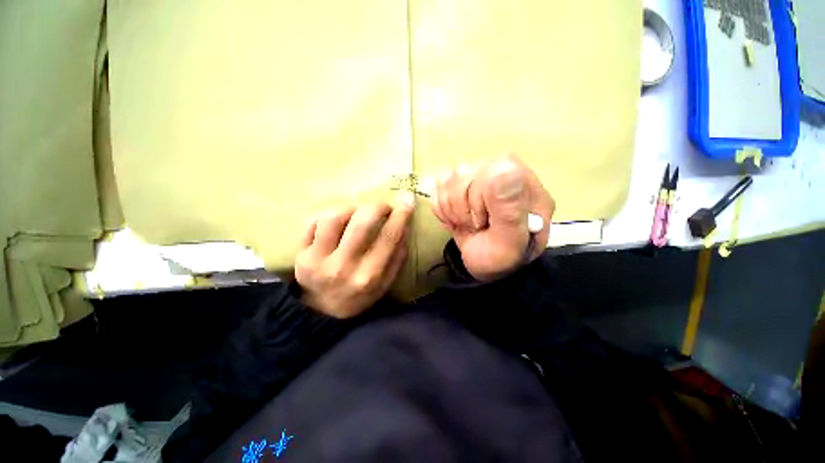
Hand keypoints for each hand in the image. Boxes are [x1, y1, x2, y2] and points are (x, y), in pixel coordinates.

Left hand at [295, 195, 413, 317]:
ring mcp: (318, 260)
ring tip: (357, 213)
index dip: (401, 215)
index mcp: (369, 276)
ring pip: (333, 218)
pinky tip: (336, 223)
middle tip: (382, 207)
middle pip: (361, 223)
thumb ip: (398, 258)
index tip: (407, 200)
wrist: (322, 313)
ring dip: (350, 209)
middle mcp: (344, 267)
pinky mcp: (301, 254)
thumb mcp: (385, 284)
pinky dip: (327, 216)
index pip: (389, 237)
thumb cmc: (359, 296)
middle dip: (377, 207)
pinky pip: (312, 222)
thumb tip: (404, 227)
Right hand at [431, 155, 553, 280]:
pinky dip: (443, 210)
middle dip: (462, 211)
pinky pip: (437, 188)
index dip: (477, 203)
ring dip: (452, 212)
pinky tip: (457, 219)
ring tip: (468, 224)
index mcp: (520, 177)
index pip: (486, 172)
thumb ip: (510, 210)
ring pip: (446, 181)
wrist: (488, 263)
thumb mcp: (511, 242)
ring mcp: (475, 171)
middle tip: (476, 226)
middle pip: (460, 175)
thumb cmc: (503, 255)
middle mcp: (497, 167)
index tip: (484, 222)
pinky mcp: (456, 181)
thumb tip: (504, 169)